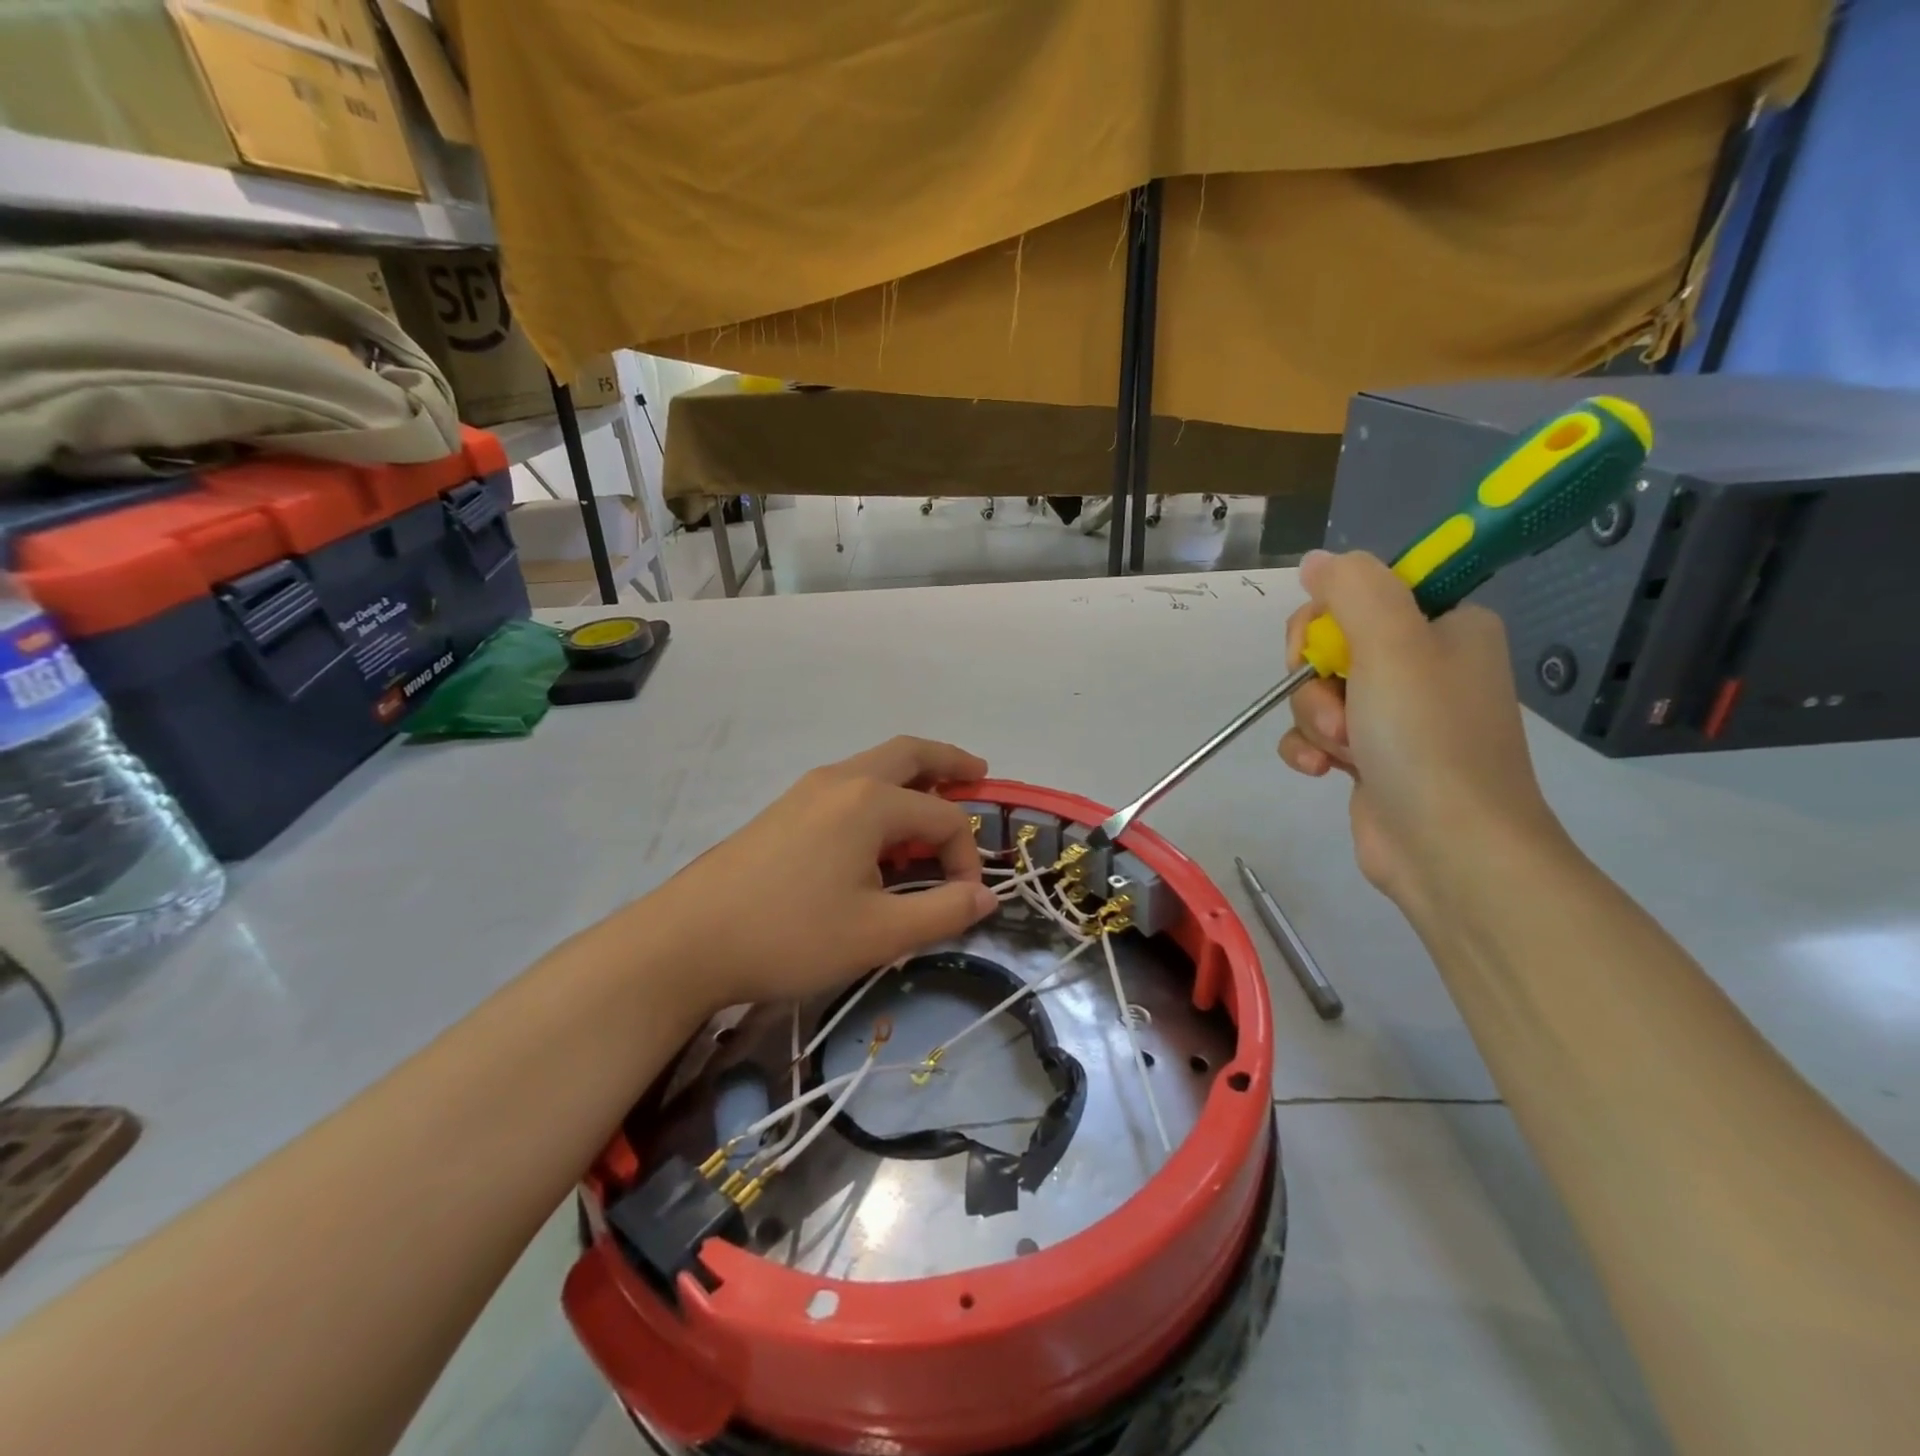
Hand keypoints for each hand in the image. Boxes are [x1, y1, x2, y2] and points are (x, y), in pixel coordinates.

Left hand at [644, 737, 998, 1011]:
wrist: (687, 941)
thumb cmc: (791, 935)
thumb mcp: (879, 934)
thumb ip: (943, 912)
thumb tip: (987, 897)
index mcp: (870, 802)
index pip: (943, 819)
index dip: (966, 858)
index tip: (962, 901)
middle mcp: (841, 780)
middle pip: (908, 753)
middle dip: (948, 761)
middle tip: (978, 774)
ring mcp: (807, 791)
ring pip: (874, 766)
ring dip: (912, 777)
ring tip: (935, 803)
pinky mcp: (784, 810)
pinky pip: (848, 787)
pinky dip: (880, 795)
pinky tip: (878, 836)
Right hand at [1276, 551, 1564, 913]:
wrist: (1451, 850)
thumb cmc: (1428, 739)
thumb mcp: (1392, 645)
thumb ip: (1353, 589)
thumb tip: (1317, 558)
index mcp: (1446, 626)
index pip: (1363, 593)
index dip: (1328, 618)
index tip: (1323, 647)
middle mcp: (1425, 664)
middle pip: (1332, 644)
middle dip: (1316, 679)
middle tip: (1340, 707)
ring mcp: (1397, 715)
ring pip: (1319, 691)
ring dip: (1314, 719)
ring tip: (1341, 751)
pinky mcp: (1372, 756)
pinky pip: (1317, 732)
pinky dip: (1310, 748)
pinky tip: (1319, 770)